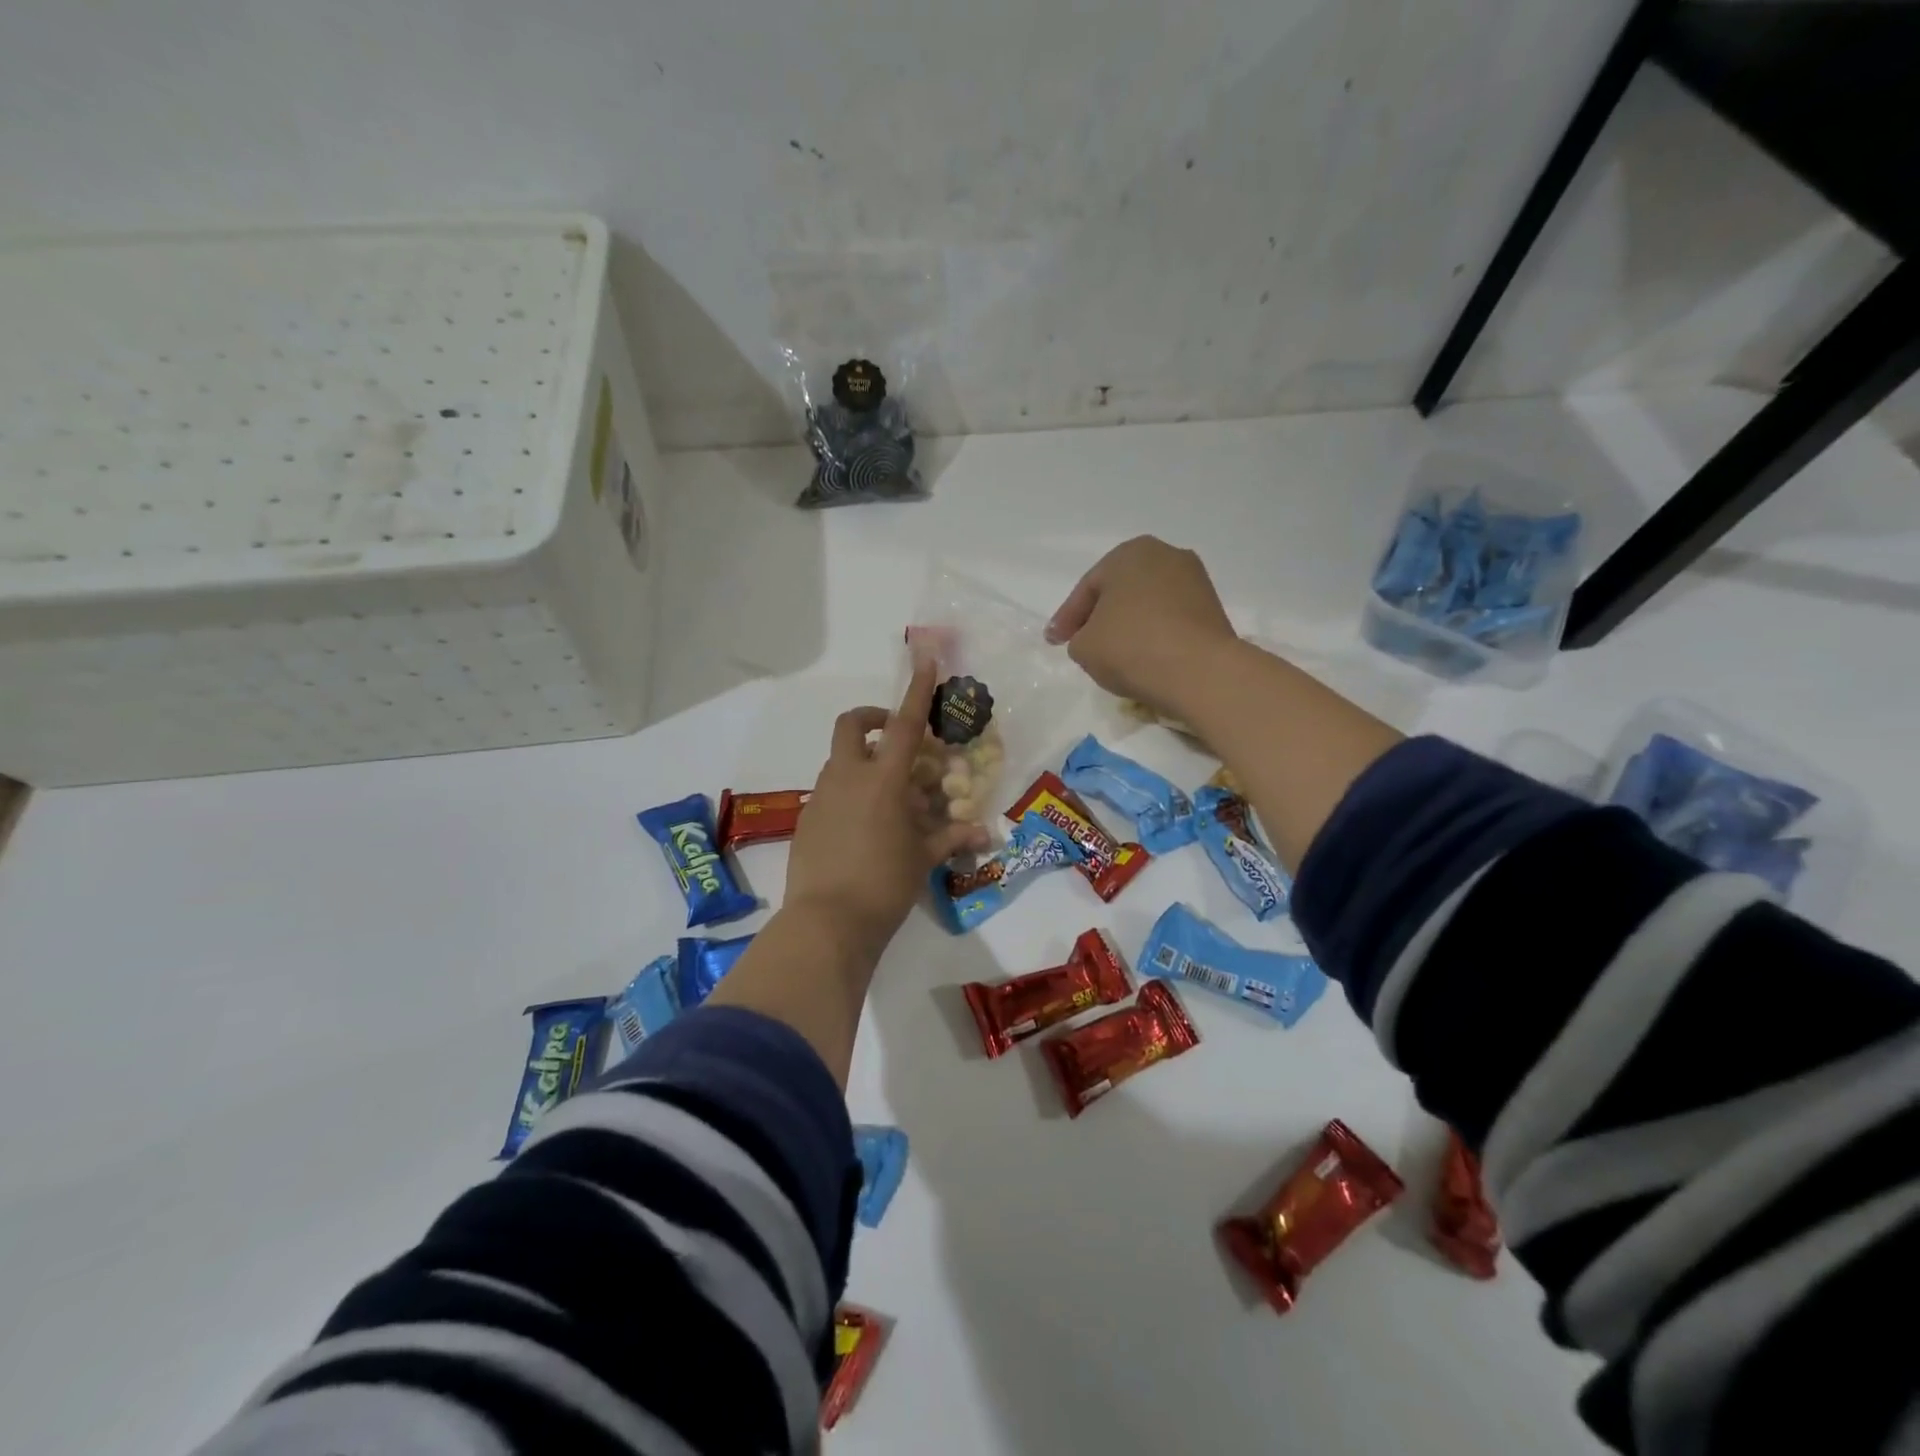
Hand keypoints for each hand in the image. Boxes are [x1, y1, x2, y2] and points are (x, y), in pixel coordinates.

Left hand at [785, 664, 989, 953]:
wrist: (826, 921)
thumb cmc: (885, 884)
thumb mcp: (923, 859)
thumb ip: (951, 837)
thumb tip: (982, 832)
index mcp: (884, 779)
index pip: (906, 724)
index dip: (917, 689)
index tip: (925, 658)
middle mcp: (848, 777)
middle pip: (853, 725)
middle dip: (873, 718)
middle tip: (896, 737)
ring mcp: (822, 796)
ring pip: (841, 759)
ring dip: (864, 761)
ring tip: (890, 797)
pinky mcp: (807, 818)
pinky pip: (831, 790)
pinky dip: (850, 792)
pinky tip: (865, 827)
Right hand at [1046, 536, 1238, 716]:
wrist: (1200, 671)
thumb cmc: (1132, 647)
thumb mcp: (1084, 647)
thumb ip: (1079, 638)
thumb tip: (1093, 639)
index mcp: (1129, 553)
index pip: (1088, 588)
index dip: (1066, 618)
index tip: (1054, 642)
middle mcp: (1165, 555)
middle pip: (1120, 591)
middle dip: (1100, 616)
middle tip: (1082, 642)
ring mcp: (1195, 580)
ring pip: (1147, 604)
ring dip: (1129, 625)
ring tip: (1114, 654)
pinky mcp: (1213, 608)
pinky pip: (1170, 619)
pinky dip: (1154, 634)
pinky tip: (1144, 657)